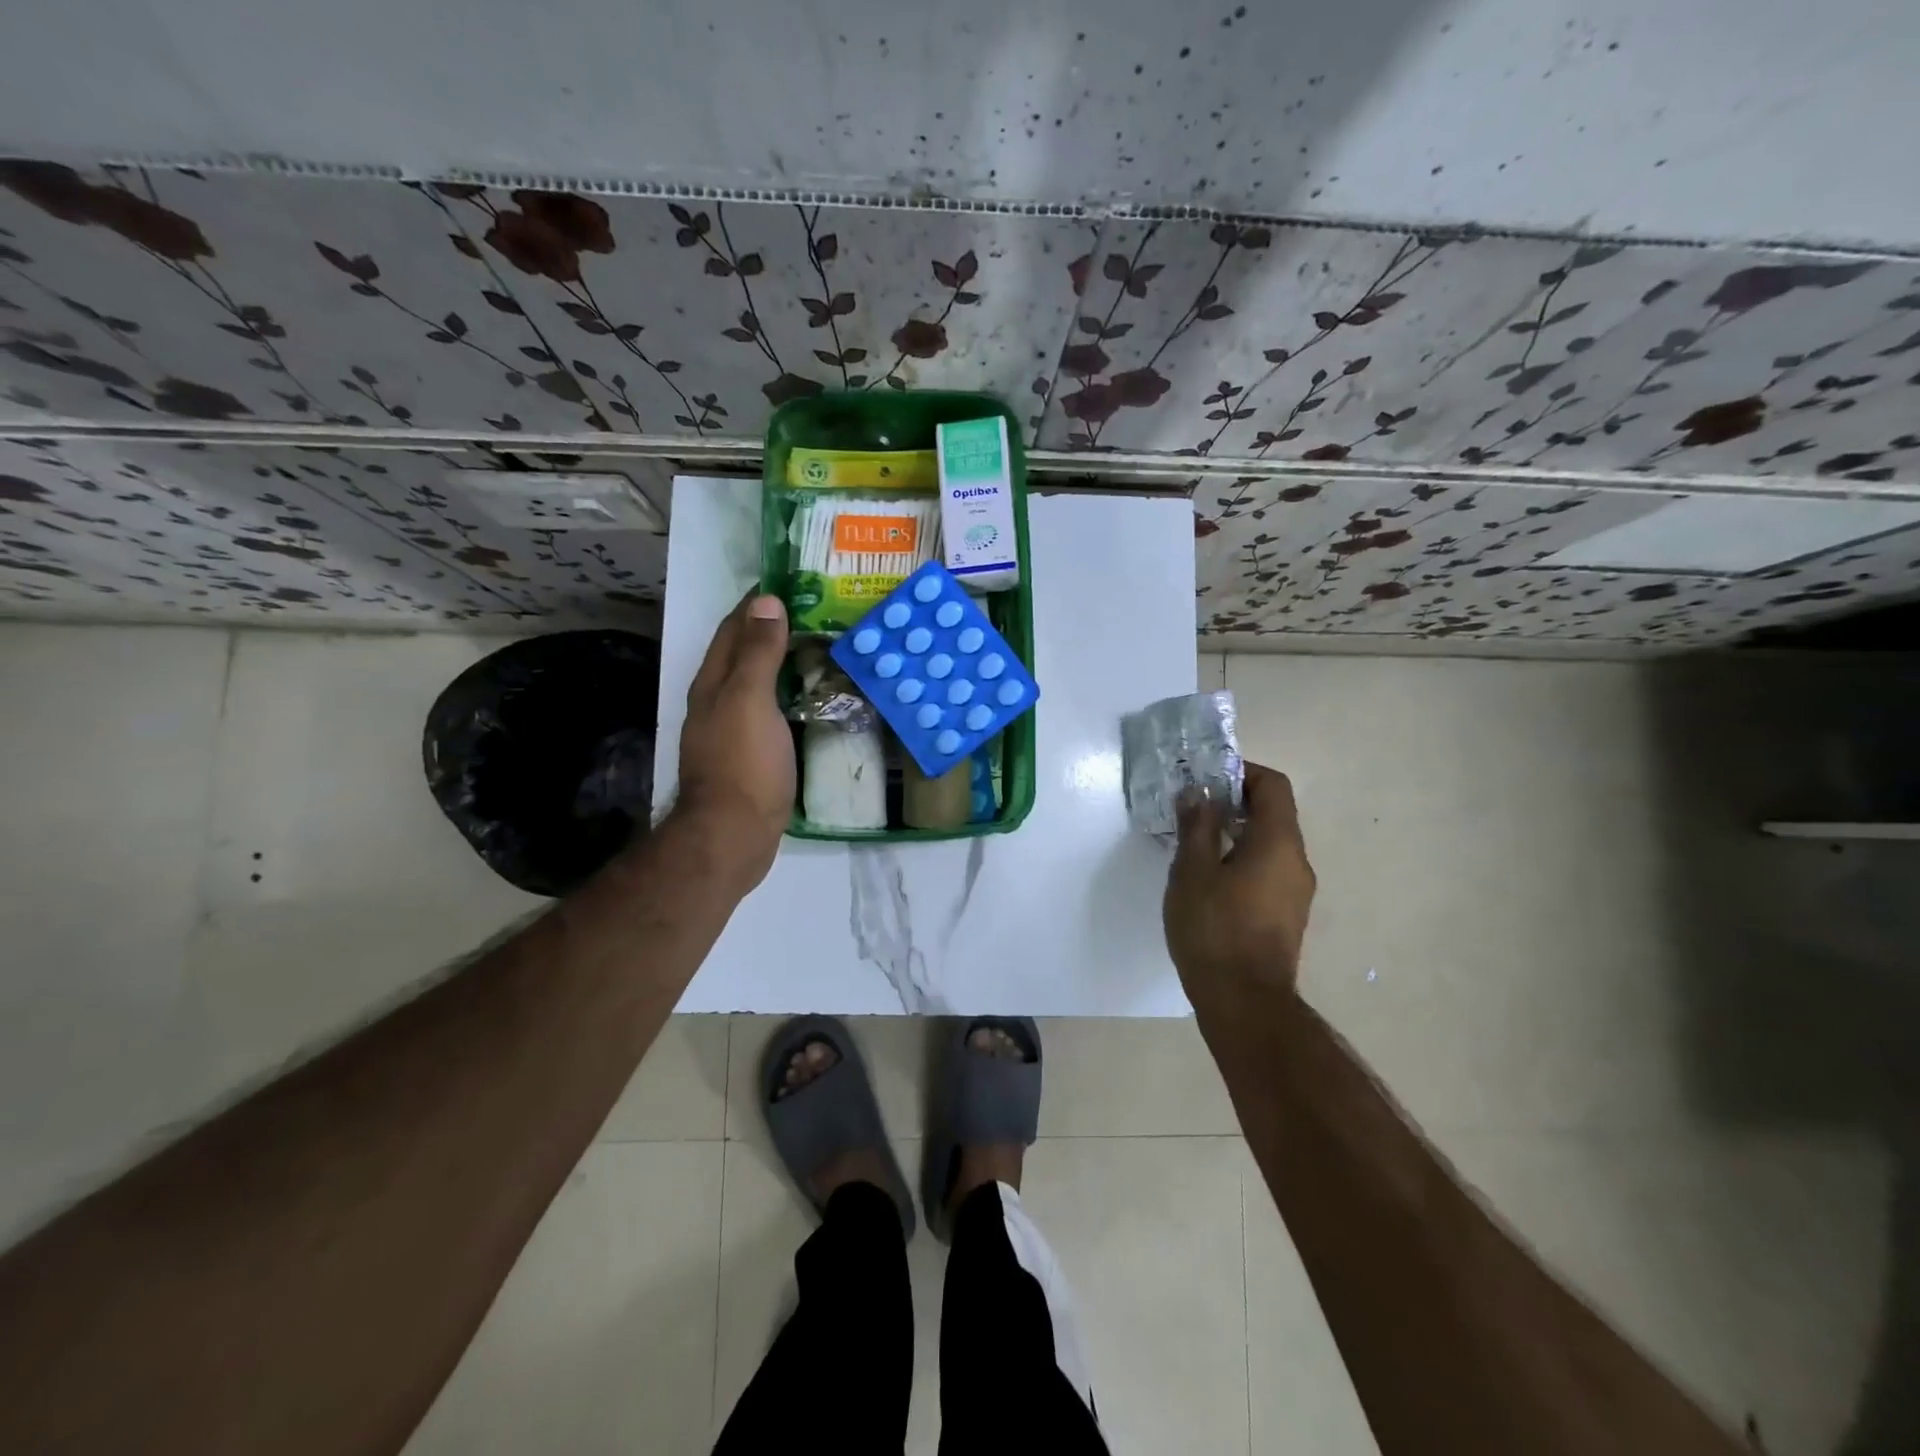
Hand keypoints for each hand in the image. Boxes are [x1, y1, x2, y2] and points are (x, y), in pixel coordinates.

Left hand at [674, 592, 793, 887]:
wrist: (734, 835)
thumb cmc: (743, 763)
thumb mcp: (750, 700)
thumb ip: (758, 653)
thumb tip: (766, 601)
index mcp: (713, 683)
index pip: (733, 629)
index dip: (757, 604)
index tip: (792, 583)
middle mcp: (718, 702)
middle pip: (743, 654)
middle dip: (772, 630)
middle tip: (816, 614)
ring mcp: (733, 731)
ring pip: (759, 684)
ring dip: (783, 663)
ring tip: (821, 649)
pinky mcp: (751, 756)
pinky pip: (772, 711)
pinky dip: (790, 695)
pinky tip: (812, 699)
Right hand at [1163, 763, 1315, 997]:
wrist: (1244, 1002)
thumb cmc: (1214, 929)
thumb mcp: (1192, 871)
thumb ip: (1197, 826)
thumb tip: (1198, 793)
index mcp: (1278, 843)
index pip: (1273, 786)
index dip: (1242, 773)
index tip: (1206, 780)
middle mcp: (1296, 862)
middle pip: (1273, 813)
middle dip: (1233, 802)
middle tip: (1193, 809)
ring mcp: (1296, 892)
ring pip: (1269, 844)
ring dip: (1236, 832)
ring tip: (1195, 843)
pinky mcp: (1286, 915)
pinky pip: (1268, 870)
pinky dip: (1242, 859)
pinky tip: (1209, 879)